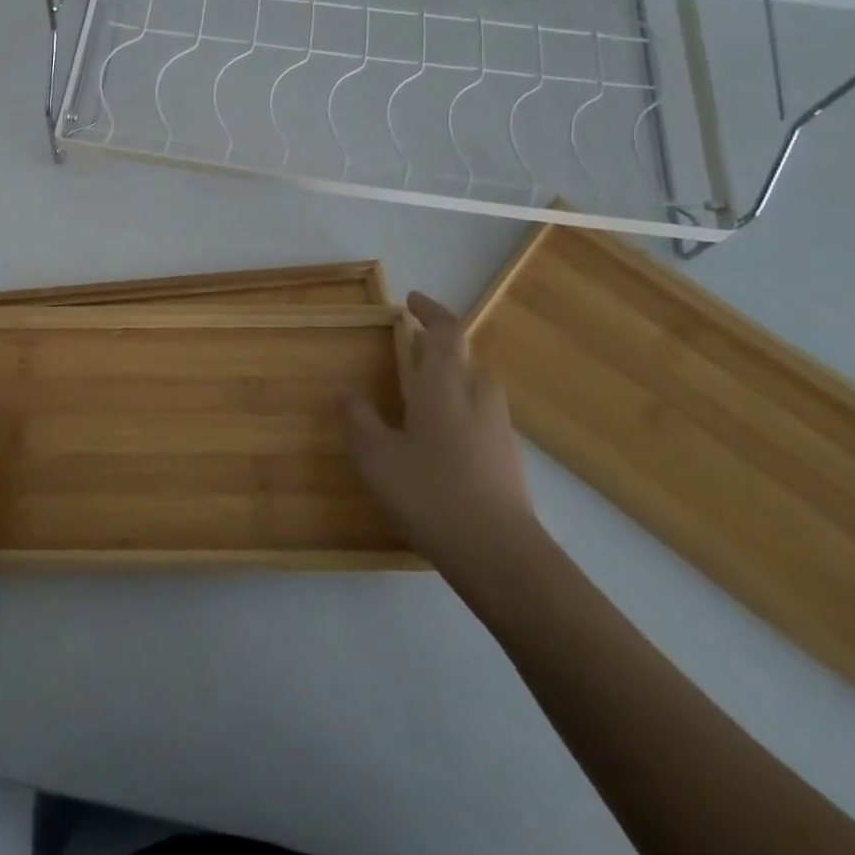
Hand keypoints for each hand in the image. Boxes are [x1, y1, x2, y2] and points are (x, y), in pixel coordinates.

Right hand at [340, 292, 540, 594]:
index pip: (445, 331)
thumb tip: (348, 393)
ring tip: (419, 394)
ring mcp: (498, 428)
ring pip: (473, 387)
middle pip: (463, 357)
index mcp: (445, 385)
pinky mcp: (507, 458)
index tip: (411, 301)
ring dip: (448, 379)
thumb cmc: (430, 493)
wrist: (500, 554)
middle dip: (437, 347)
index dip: (430, 310)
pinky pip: (480, 416)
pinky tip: (438, 440)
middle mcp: (477, 397)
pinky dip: (458, 410)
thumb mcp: (375, 457)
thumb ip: (357, 419)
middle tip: (409, 348)